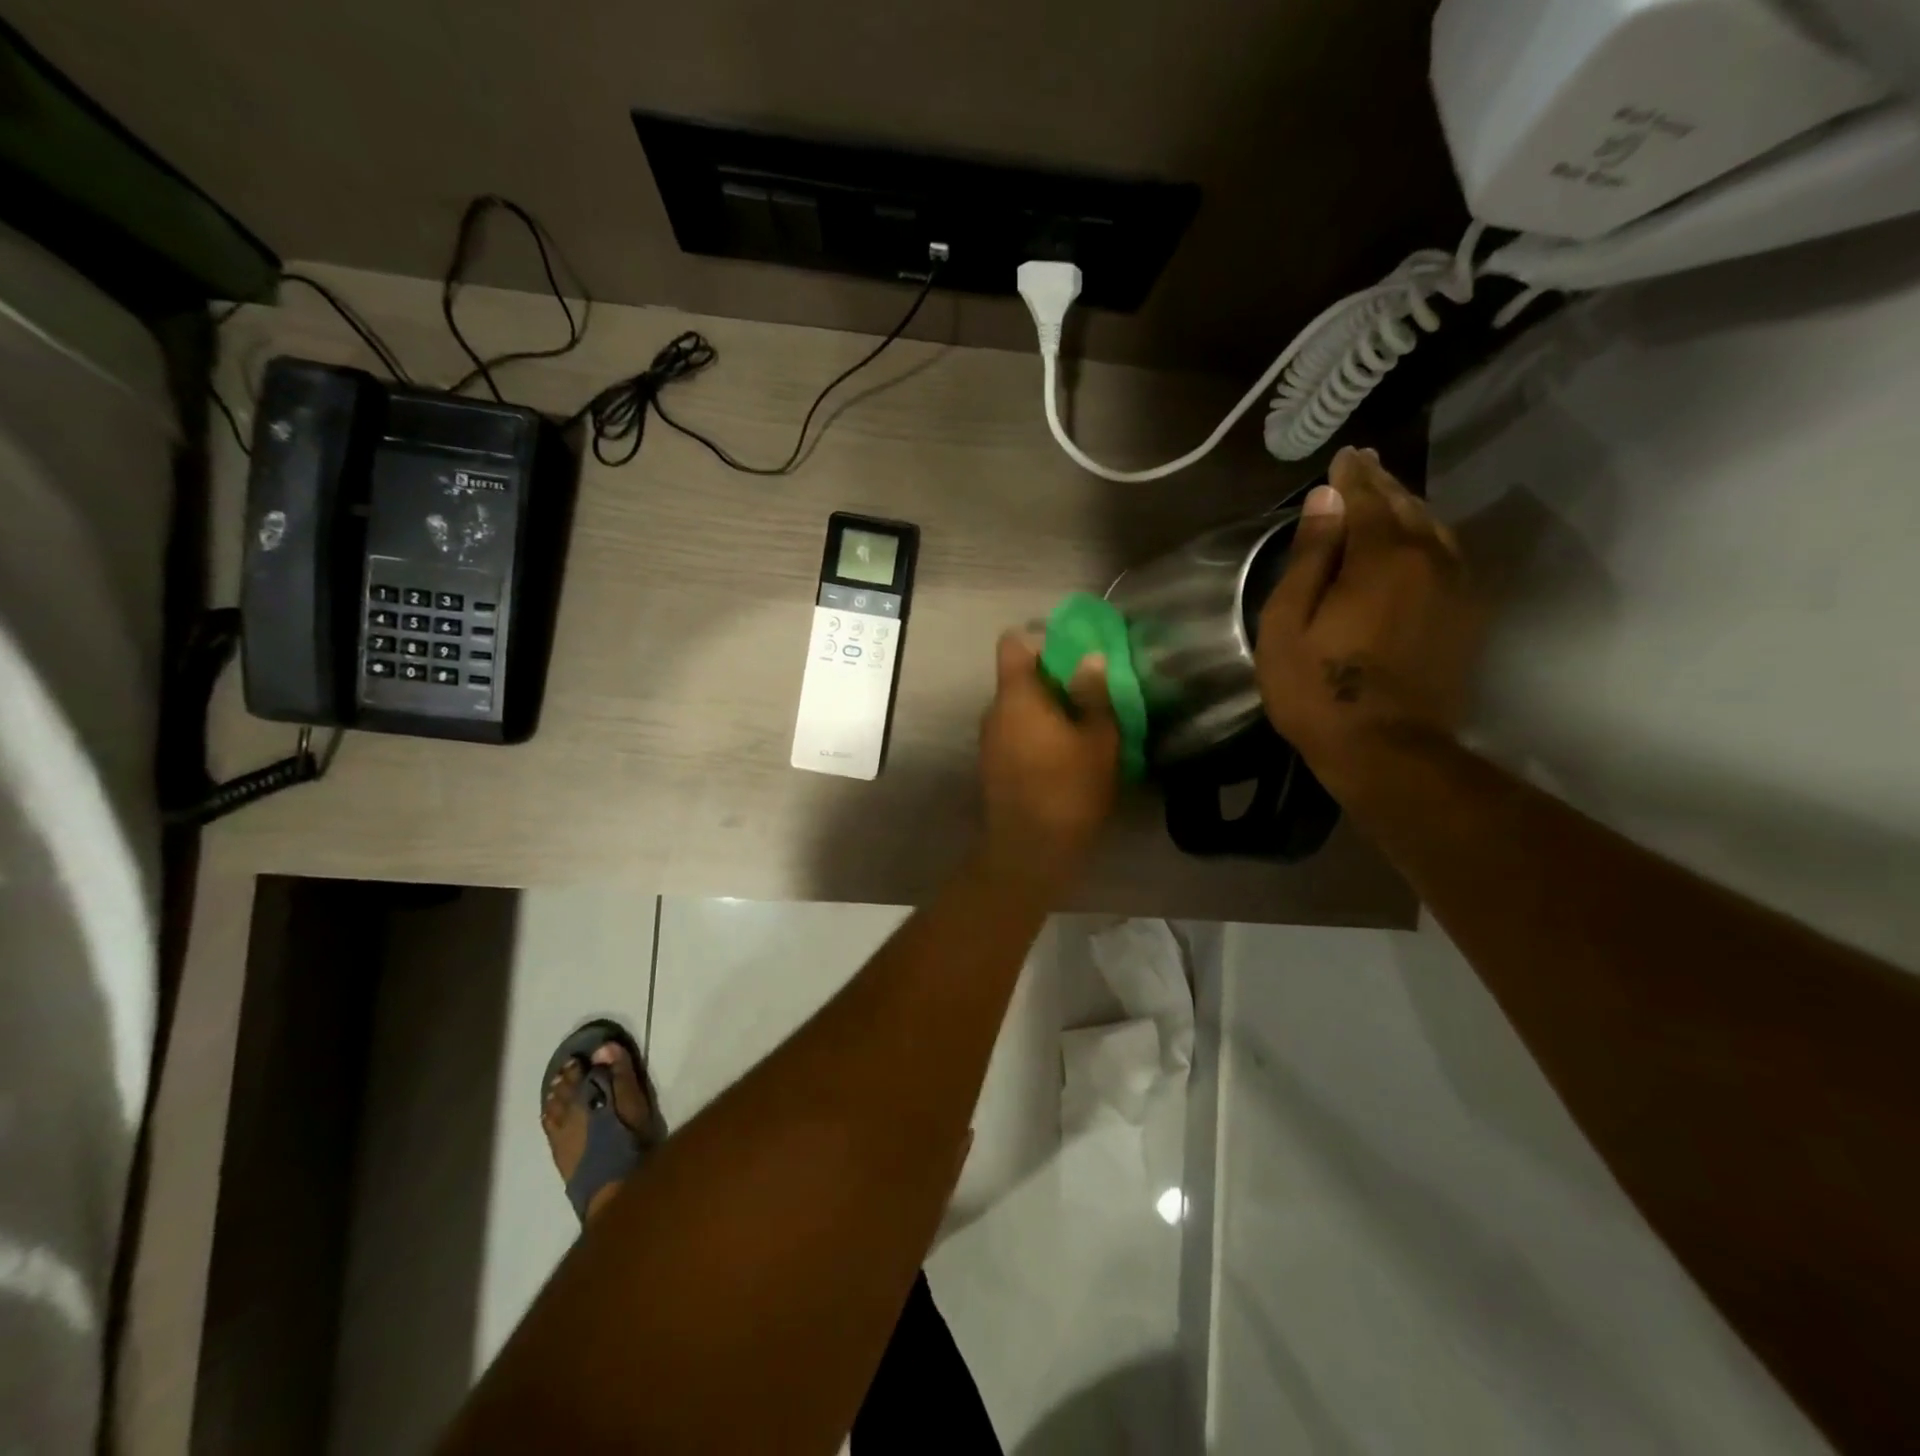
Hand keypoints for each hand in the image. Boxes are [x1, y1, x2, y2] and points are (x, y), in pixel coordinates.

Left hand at [978, 631, 1119, 883]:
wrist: (1029, 852)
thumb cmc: (1068, 790)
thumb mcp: (1098, 740)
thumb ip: (1094, 694)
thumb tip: (1091, 657)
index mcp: (1016, 696)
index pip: (1013, 644)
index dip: (1042, 639)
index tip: (1074, 652)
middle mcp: (994, 711)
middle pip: (1018, 677)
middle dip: (1053, 678)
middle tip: (1091, 691)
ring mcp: (989, 739)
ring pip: (1018, 708)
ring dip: (1047, 709)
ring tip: (1083, 725)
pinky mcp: (993, 765)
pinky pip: (1016, 732)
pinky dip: (1037, 733)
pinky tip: (1065, 754)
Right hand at [1255, 447, 1482, 800]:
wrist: (1385, 748)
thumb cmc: (1318, 689)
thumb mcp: (1288, 624)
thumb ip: (1309, 558)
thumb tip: (1325, 500)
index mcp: (1380, 558)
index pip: (1365, 499)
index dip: (1351, 476)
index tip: (1342, 456)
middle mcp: (1428, 559)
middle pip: (1406, 507)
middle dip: (1382, 484)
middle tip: (1364, 465)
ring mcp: (1455, 587)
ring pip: (1435, 529)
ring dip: (1409, 507)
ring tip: (1388, 494)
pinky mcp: (1466, 615)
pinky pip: (1451, 556)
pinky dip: (1431, 536)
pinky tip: (1419, 539)